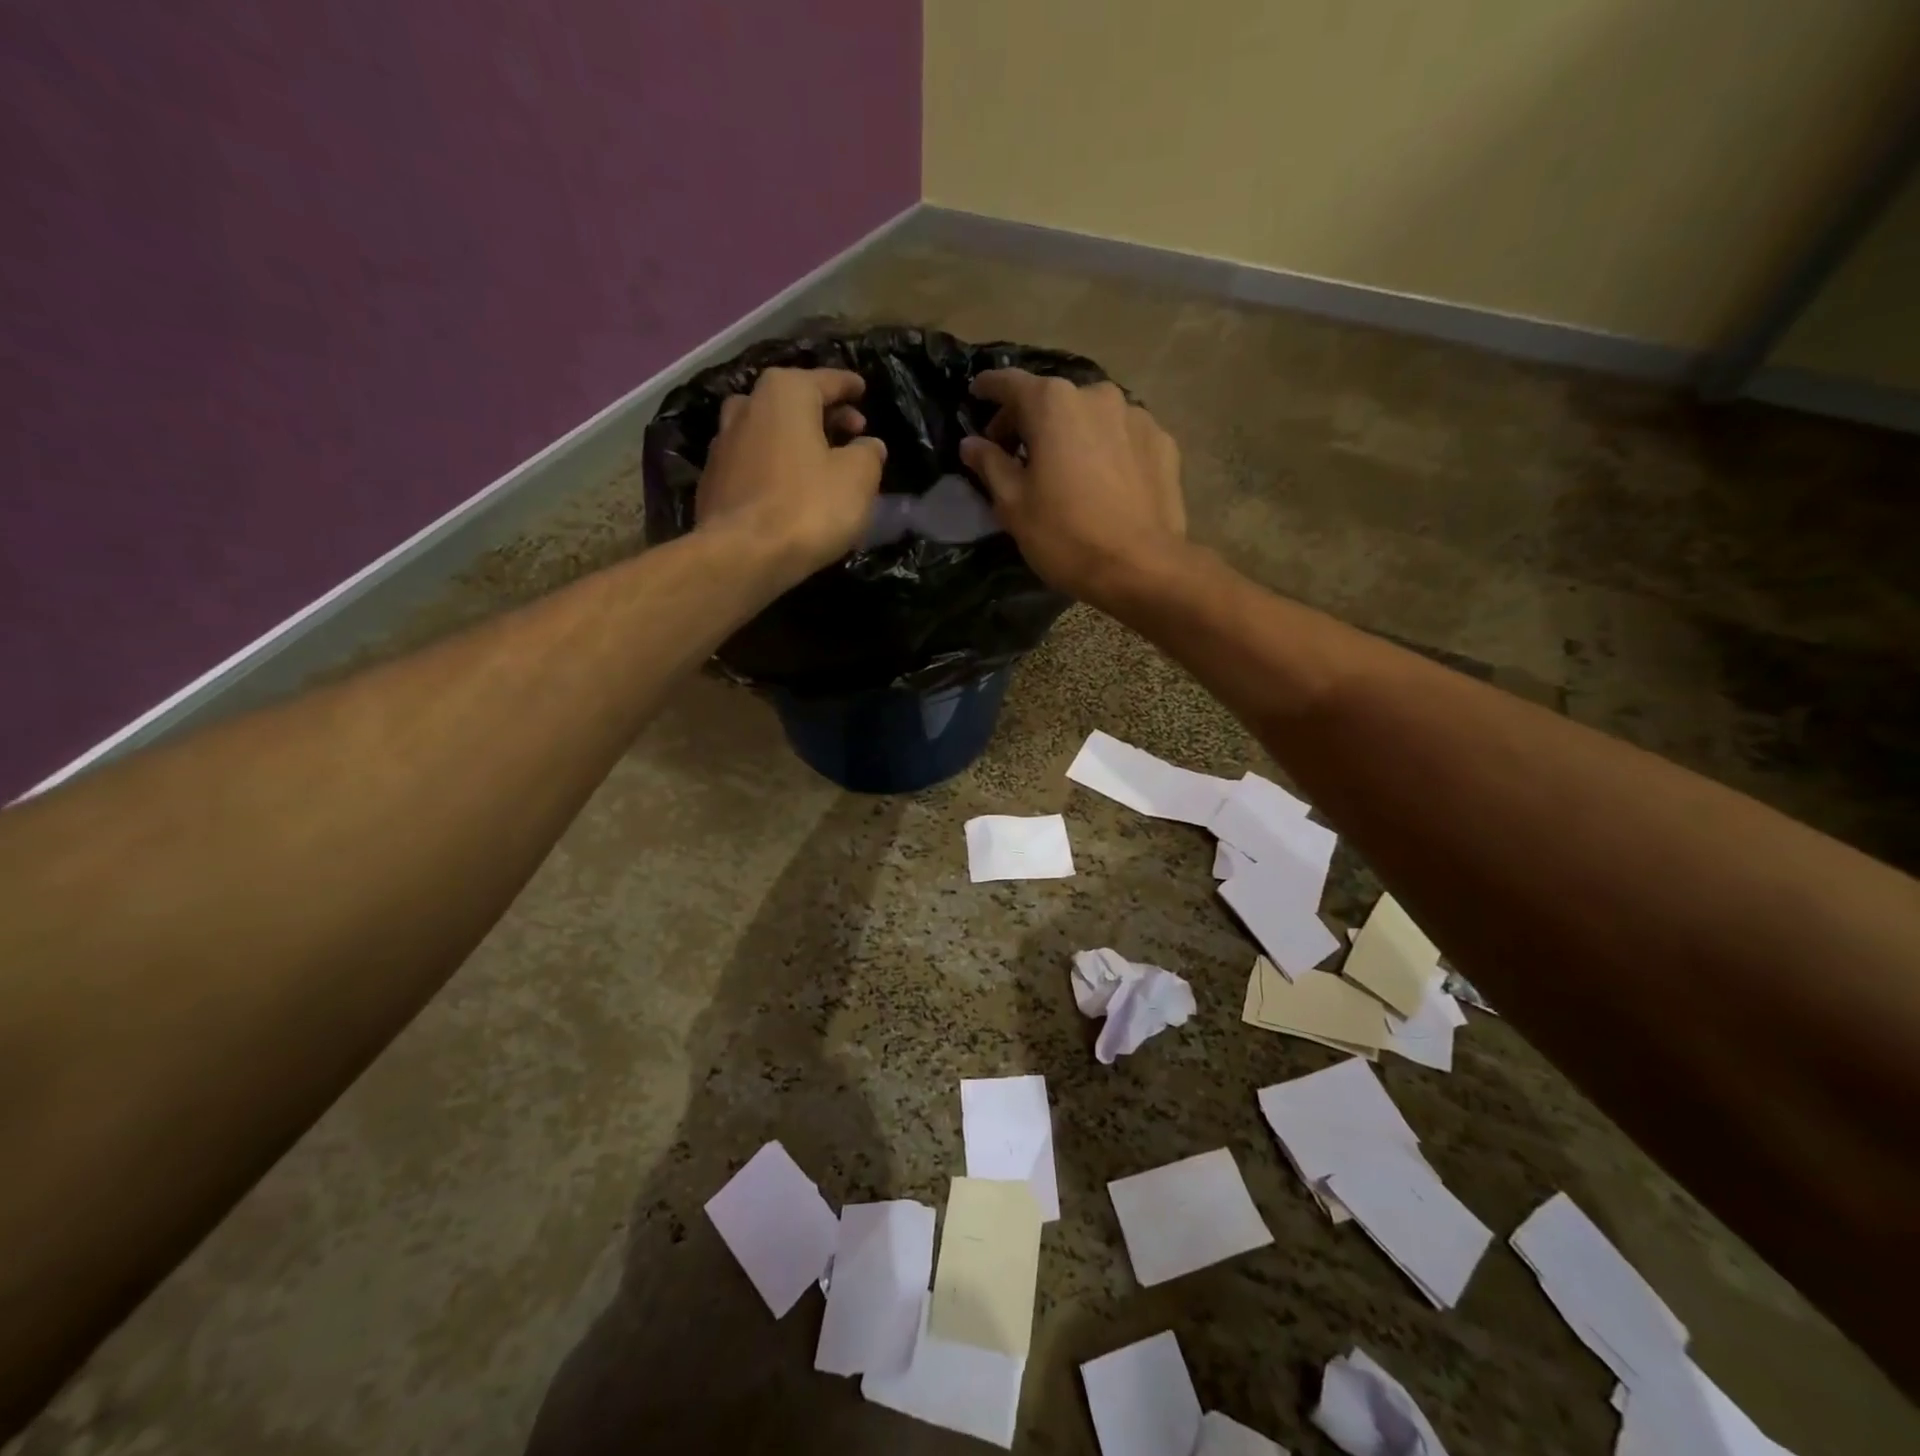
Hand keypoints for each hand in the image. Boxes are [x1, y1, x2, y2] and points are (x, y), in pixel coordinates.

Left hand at [695, 367, 886, 582]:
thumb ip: (868, 455)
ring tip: (819, 460)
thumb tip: (869, 445)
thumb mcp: (857, 479)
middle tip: (851, 431)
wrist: (742, 555)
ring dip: (795, 440)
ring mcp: (723, 444)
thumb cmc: (807, 507)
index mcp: (785, 393)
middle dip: (824, 415)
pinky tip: (789, 488)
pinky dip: (774, 466)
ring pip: (769, 431)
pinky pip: (754, 463)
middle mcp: (747, 406)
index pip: (826, 380)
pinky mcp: (713, 481)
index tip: (862, 389)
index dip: (848, 386)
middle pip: (793, 402)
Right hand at [959, 370, 1186, 604]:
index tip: (976, 394)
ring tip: (1063, 468)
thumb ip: (990, 464)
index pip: (1010, 384)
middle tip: (1015, 453)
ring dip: (1071, 434)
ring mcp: (1136, 416)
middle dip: (1030, 420)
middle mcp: (1097, 395)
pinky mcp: (1163, 443)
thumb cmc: (1065, 535)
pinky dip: (1105, 449)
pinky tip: (1101, 480)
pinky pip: (1122, 437)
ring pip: (1091, 417)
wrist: (1140, 567)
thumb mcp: (1014, 505)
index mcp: (1053, 404)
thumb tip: (971, 443)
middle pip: (1053, 400)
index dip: (989, 389)